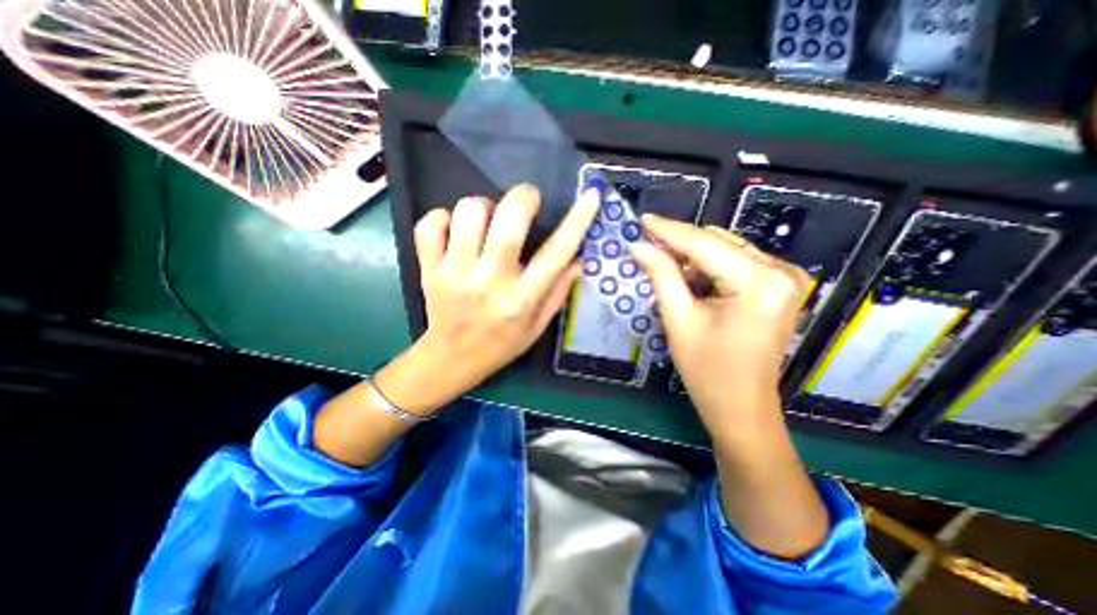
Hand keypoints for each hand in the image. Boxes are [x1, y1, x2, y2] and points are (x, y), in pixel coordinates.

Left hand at [376, 182, 597, 411]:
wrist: (451, 359)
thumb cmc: (502, 344)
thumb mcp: (538, 325)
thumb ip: (559, 291)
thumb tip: (579, 258)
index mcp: (522, 298)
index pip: (557, 252)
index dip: (577, 220)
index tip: (590, 195)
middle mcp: (490, 281)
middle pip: (507, 222)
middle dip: (522, 198)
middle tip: (526, 200)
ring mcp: (454, 273)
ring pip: (467, 214)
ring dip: (483, 206)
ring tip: (487, 220)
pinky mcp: (428, 269)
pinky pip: (430, 225)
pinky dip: (443, 217)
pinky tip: (454, 229)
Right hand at [625, 216, 811, 435]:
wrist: (741, 406)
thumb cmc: (707, 370)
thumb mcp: (678, 320)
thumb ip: (661, 275)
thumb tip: (639, 245)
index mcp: (759, 283)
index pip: (705, 244)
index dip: (669, 230)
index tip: (642, 219)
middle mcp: (781, 272)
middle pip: (718, 242)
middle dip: (679, 243)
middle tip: (646, 244)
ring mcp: (786, 278)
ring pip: (726, 249)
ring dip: (692, 254)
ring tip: (662, 263)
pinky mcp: (779, 286)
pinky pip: (736, 262)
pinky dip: (708, 265)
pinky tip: (688, 276)